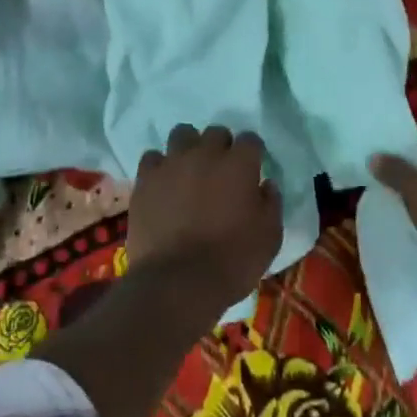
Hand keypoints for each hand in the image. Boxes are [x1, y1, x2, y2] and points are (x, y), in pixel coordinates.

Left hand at [128, 125, 283, 316]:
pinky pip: (152, 158)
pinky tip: (163, 184)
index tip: (252, 170)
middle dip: (221, 147)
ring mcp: (173, 163)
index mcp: (240, 164)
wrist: (178, 283)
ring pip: (182, 134)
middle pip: (216, 132)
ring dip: (188, 148)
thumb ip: (271, 204)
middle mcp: (206, 153)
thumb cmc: (232, 261)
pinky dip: (159, 167)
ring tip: (189, 170)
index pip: (250, 140)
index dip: (252, 154)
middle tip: (220, 172)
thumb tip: (266, 185)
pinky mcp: (146, 180)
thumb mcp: (270, 237)